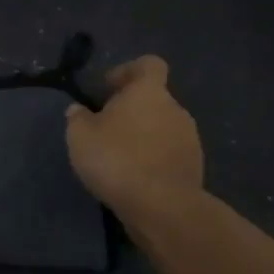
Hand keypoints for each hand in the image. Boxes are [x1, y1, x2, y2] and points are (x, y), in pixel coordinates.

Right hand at [65, 55, 206, 228]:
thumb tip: (78, 110)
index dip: (129, 71)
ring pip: (163, 127)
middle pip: (154, 99)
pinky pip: (171, 154)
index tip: (109, 88)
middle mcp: (175, 108)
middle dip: (133, 110)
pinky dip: (155, 160)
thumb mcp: (80, 136)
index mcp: (149, 91)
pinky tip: (136, 178)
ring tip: (121, 158)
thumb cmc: (118, 159)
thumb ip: (77, 118)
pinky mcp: (195, 168)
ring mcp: (190, 139)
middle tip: (107, 128)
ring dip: (145, 136)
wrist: (163, 208)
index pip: (149, 64)